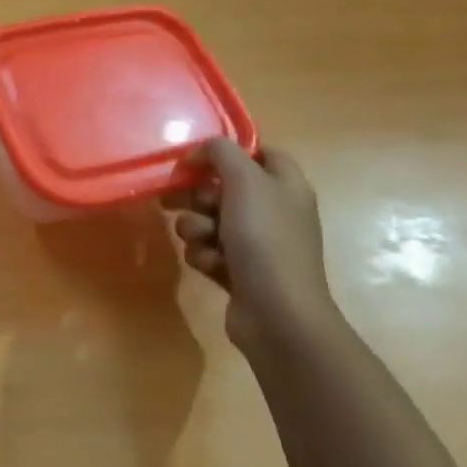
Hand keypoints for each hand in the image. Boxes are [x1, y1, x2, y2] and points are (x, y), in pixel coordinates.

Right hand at [167, 138, 337, 355]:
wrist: (278, 314)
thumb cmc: (265, 239)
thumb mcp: (245, 181)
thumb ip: (220, 152)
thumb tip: (199, 153)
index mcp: (285, 185)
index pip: (259, 152)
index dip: (228, 153)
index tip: (198, 160)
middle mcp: (273, 210)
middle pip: (223, 187)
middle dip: (197, 195)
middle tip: (181, 200)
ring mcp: (257, 243)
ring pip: (208, 219)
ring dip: (196, 227)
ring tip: (203, 240)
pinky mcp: (238, 271)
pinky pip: (207, 250)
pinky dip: (204, 255)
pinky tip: (212, 266)